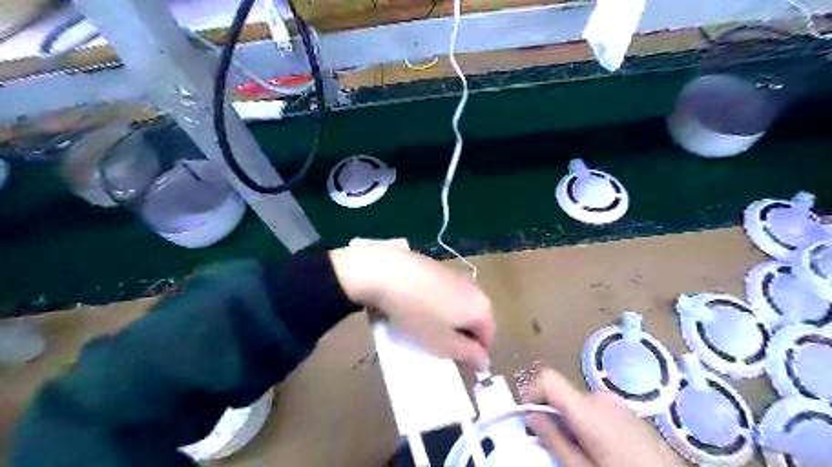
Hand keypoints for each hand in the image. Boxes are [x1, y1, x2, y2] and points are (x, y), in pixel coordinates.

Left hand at [329, 247, 491, 370]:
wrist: (388, 272)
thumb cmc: (418, 313)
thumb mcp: (443, 343)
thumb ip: (468, 354)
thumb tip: (486, 361)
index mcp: (481, 308)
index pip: (489, 338)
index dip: (476, 356)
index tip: (458, 366)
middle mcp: (475, 289)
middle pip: (476, 320)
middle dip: (463, 337)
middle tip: (442, 349)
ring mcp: (456, 276)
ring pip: (460, 306)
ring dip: (450, 321)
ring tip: (428, 329)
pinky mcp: (439, 268)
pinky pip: (446, 294)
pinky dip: (438, 305)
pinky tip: (418, 308)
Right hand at [525, 368, 681, 466]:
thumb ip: (554, 440)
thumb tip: (531, 416)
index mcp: (586, 409)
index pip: (548, 378)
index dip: (532, 391)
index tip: (529, 413)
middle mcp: (599, 397)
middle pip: (562, 394)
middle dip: (554, 415)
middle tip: (558, 445)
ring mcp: (616, 402)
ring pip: (578, 402)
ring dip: (572, 421)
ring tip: (584, 451)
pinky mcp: (627, 410)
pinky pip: (596, 408)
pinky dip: (589, 421)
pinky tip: (603, 448)